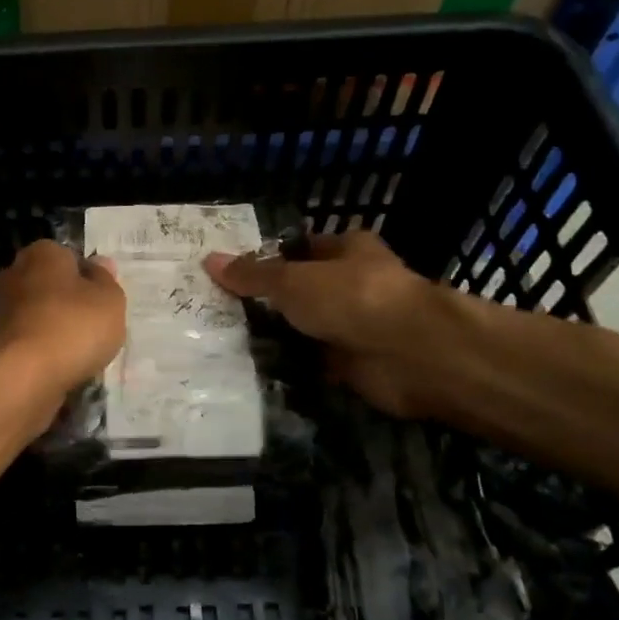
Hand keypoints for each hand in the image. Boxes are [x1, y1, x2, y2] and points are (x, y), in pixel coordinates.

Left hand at [0, 240, 126, 401]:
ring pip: (35, 313)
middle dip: (65, 301)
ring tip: (76, 352)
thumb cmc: (73, 327)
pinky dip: (38, 349)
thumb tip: (99, 264)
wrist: (23, 376)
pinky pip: (24, 339)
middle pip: (48, 284)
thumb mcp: (110, 300)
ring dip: (51, 327)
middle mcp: (13, 272)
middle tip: (91, 326)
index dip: (87, 278)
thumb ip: (106, 280)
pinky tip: (55, 365)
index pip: (69, 257)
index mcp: (42, 253)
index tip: (101, 301)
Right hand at [205, 230, 447, 416]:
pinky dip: (291, 368)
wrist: (409, 354)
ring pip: (307, 328)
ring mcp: (356, 326)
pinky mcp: (355, 364)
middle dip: (269, 301)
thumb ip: (253, 275)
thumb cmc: (352, 297)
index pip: (302, 248)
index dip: (270, 258)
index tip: (231, 272)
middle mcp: (354, 284)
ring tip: (226, 341)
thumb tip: (209, 260)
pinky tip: (254, 371)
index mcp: (348, 250)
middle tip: (219, 310)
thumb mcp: (292, 280)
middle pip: (303, 290)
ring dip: (279, 337)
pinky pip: (313, 363)